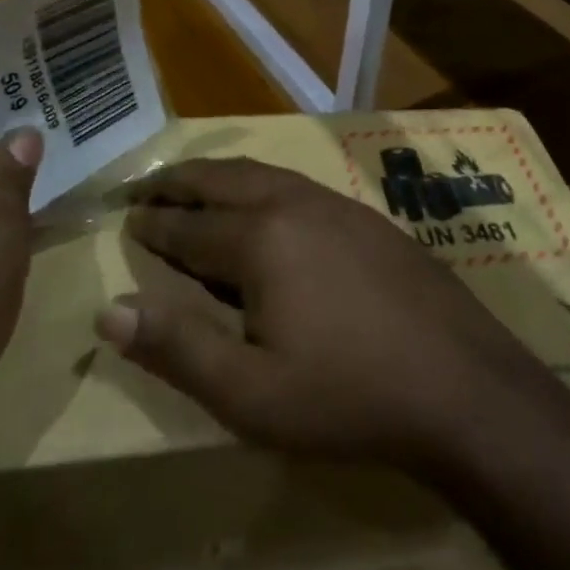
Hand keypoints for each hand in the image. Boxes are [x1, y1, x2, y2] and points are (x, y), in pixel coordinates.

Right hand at [94, 157, 548, 473]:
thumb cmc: (347, 395)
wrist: (461, 383)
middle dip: (180, 181)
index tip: (125, 217)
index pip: (189, 225)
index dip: (153, 223)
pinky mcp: (368, 217)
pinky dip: (262, 185)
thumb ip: (177, 348)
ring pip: (264, 174)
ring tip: (197, 186)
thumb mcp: (249, 394)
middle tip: (146, 186)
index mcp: (261, 238)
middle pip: (224, 180)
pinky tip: (267, 205)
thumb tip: (108, 312)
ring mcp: (338, 204)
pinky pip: (298, 185)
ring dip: (222, 178)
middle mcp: (296, 203)